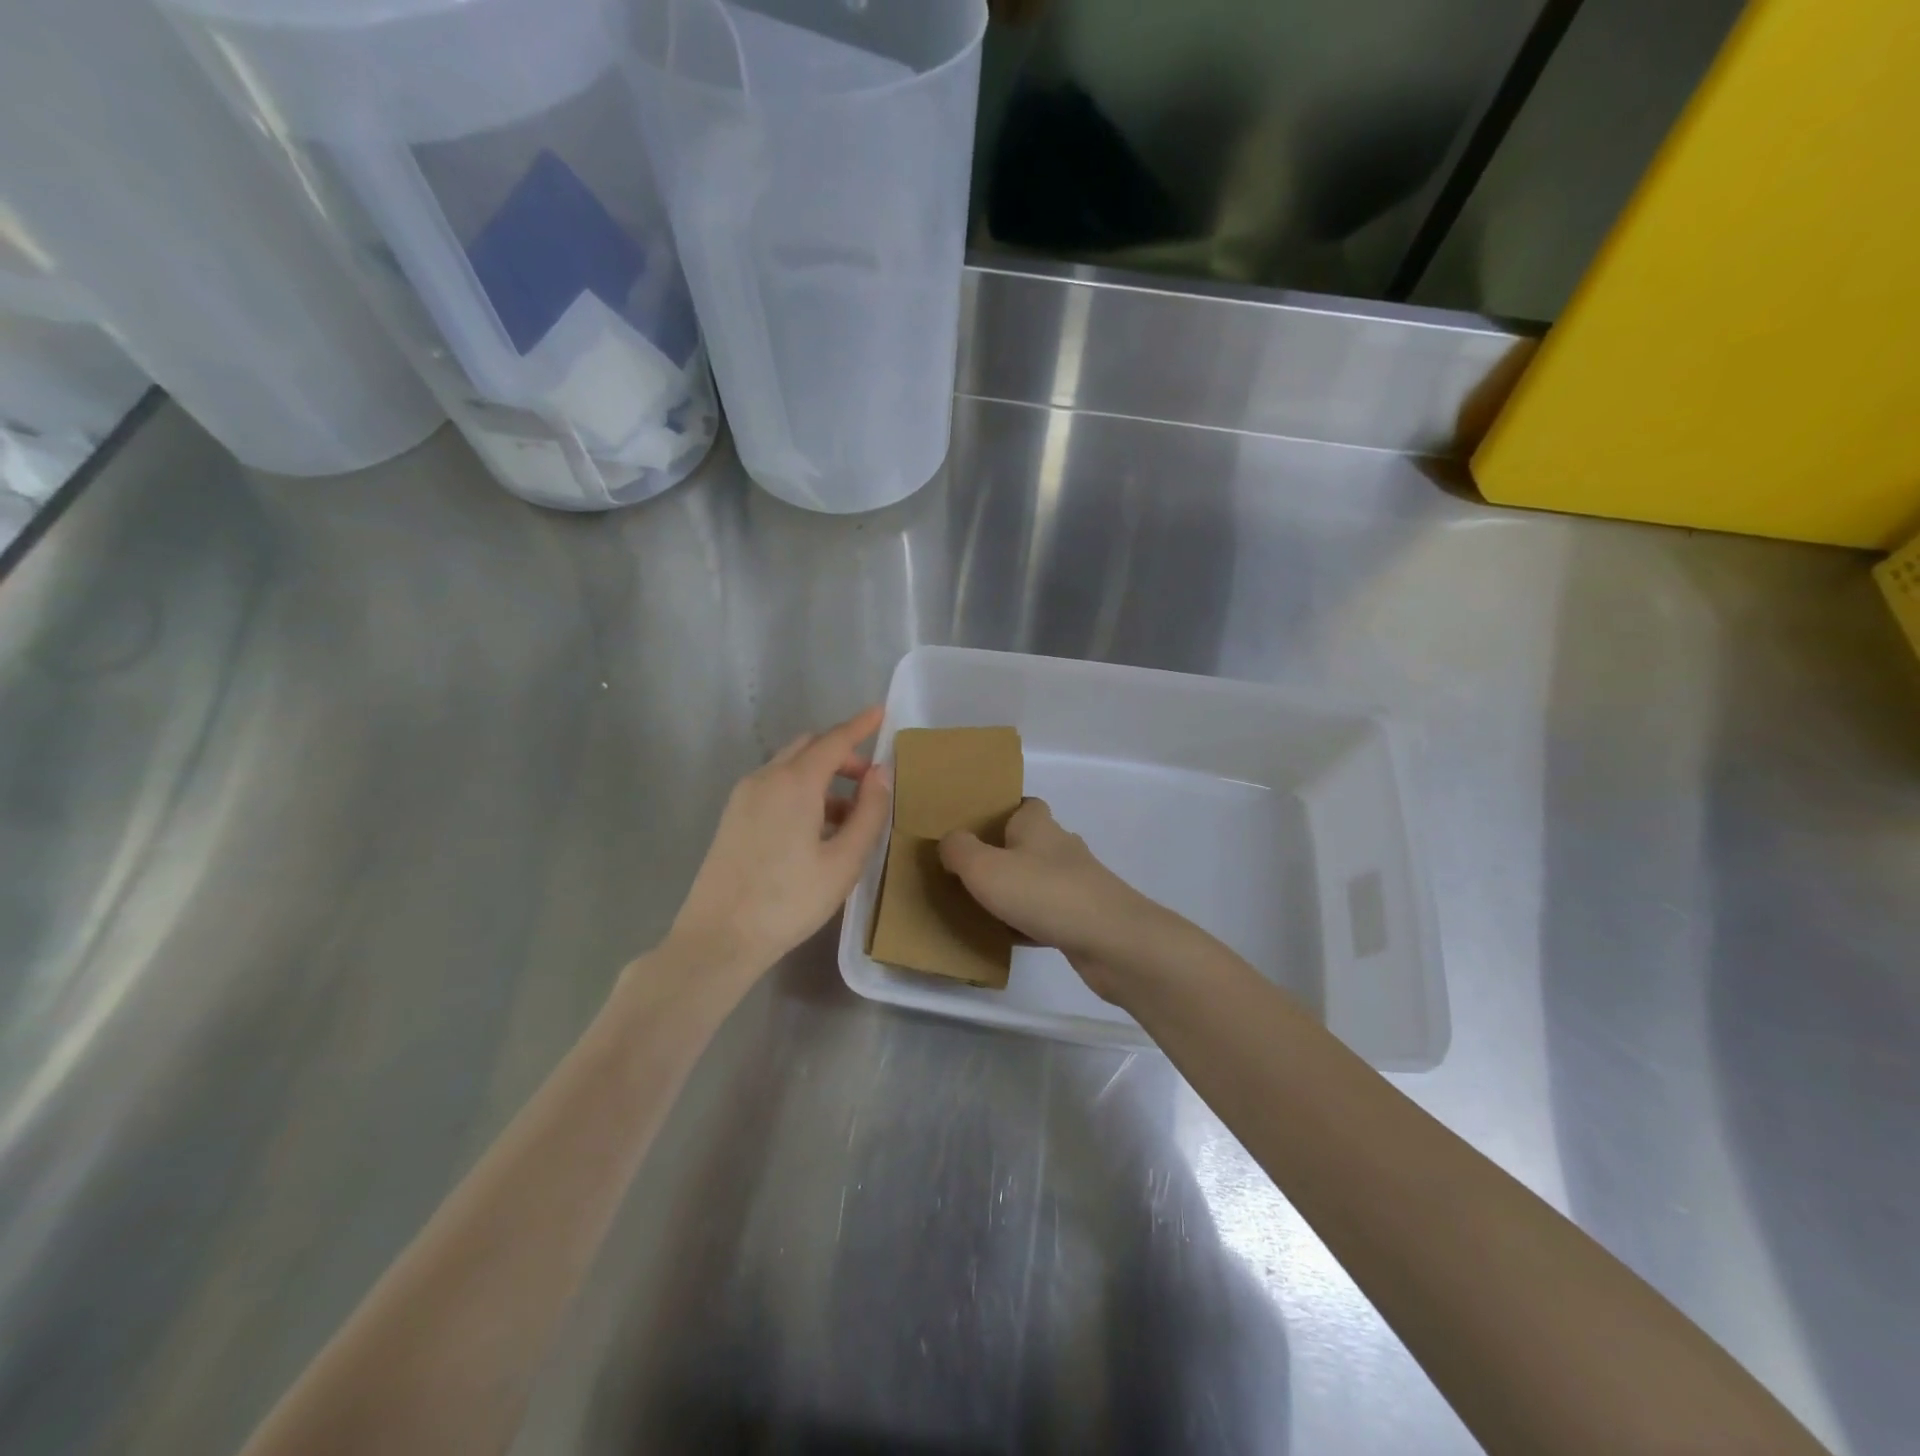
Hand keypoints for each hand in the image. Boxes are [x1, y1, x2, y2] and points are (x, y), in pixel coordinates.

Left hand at [666, 707, 890, 976]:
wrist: (718, 937)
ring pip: (790, 768)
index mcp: (794, 783)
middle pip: (808, 748)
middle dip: (841, 754)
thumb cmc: (789, 900)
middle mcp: (765, 778)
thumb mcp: (844, 861)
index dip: (860, 726)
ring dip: (821, 776)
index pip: (834, 741)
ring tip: (848, 816)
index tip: (881, 712)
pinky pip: (774, 787)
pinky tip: (815, 830)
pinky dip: (800, 791)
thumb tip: (881, 774)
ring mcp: (743, 797)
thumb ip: (869, 813)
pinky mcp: (733, 817)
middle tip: (870, 781)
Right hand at [939, 798, 1191, 1002]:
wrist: (1111, 941)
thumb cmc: (1043, 893)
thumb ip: (959, 850)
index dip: (1002, 812)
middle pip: (1029, 843)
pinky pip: (1048, 913)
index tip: (975, 829)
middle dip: (1004, 854)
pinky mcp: (1085, 916)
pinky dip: (1029, 921)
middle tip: (969, 871)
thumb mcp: (984, 868)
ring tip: (982, 905)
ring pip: (1038, 880)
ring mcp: (1078, 883)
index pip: (1023, 805)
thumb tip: (949, 841)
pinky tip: (1009, 937)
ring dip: (1016, 890)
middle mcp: (1061, 847)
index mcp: (1038, 825)